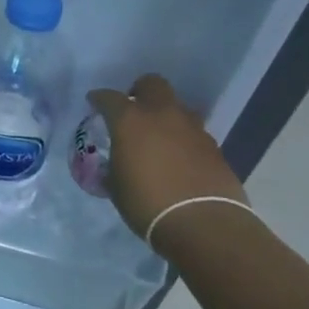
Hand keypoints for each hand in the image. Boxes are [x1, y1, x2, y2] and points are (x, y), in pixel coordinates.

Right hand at [89, 75, 249, 240]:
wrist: (203, 224)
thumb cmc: (147, 203)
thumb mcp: (116, 186)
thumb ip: (113, 166)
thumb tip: (116, 164)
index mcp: (130, 120)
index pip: (109, 97)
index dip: (99, 99)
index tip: (94, 104)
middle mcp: (162, 115)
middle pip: (152, 84)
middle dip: (140, 91)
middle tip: (133, 110)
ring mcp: (192, 129)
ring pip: (178, 107)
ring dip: (166, 115)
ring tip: (158, 137)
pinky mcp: (214, 147)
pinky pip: (194, 132)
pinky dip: (183, 139)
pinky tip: (179, 158)